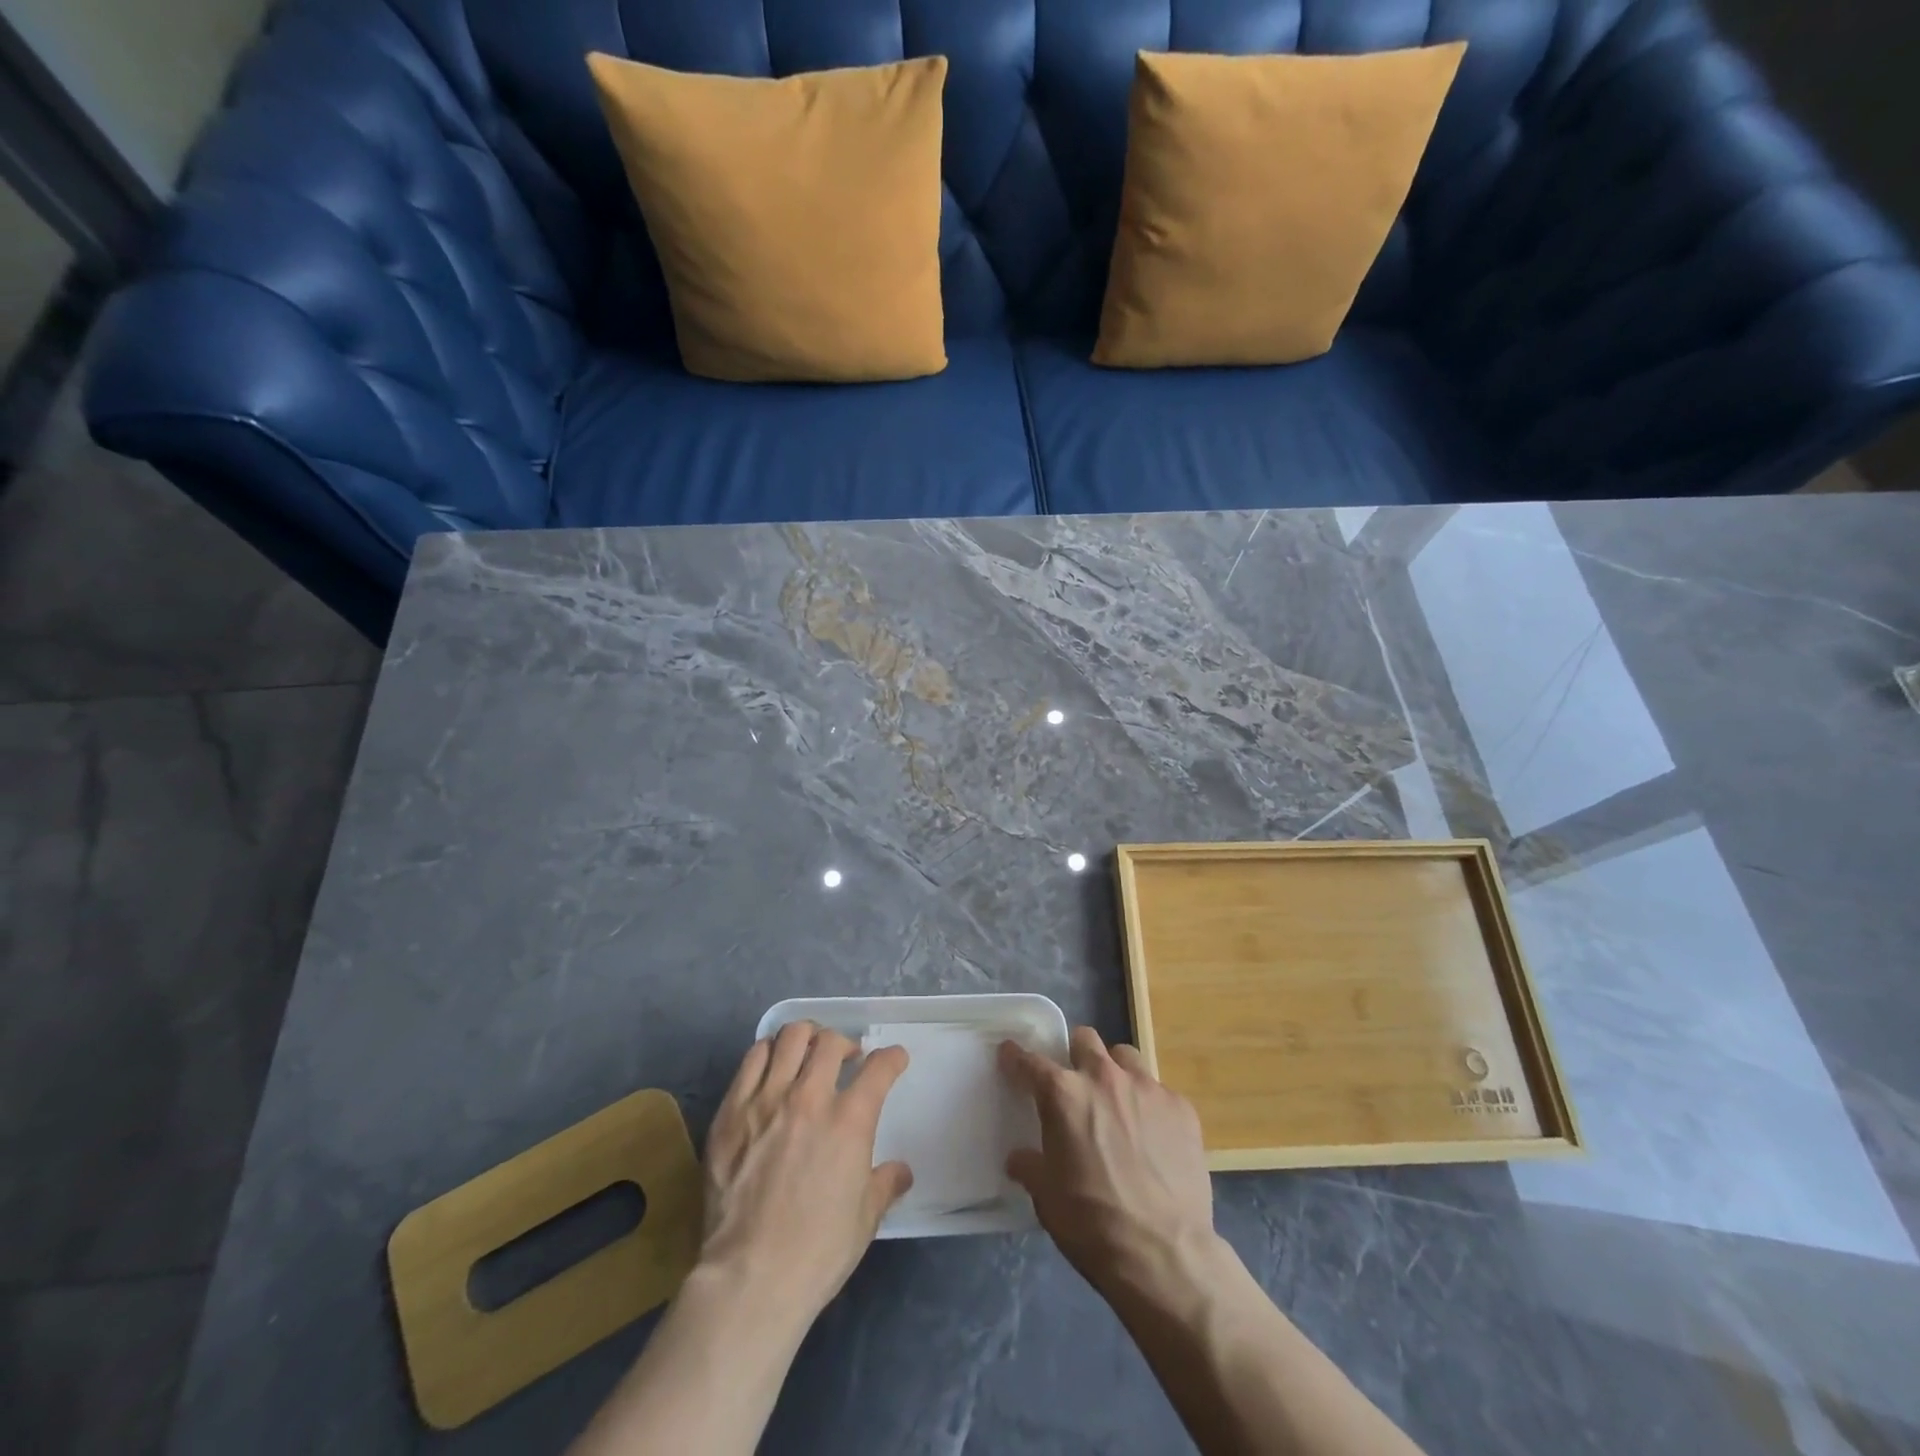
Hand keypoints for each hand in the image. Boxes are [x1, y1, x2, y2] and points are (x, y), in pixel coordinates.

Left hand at [699, 1021, 912, 1328]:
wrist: (750, 1276)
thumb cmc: (817, 1251)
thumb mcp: (865, 1218)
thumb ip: (885, 1184)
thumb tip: (901, 1171)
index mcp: (850, 1120)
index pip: (880, 1068)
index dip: (892, 1058)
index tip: (894, 1059)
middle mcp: (810, 1097)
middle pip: (831, 1041)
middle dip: (845, 1043)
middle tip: (846, 1058)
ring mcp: (766, 1099)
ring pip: (790, 1038)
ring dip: (806, 1039)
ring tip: (807, 1053)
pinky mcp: (731, 1111)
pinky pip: (752, 1060)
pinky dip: (768, 1053)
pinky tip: (772, 1067)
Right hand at [1000, 1026, 1216, 1298]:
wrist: (1164, 1255)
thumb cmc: (1092, 1224)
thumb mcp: (1047, 1197)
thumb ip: (1030, 1166)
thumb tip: (1019, 1158)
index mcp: (1064, 1095)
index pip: (1031, 1061)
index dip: (1016, 1057)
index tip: (1010, 1054)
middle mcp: (1104, 1078)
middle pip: (1085, 1040)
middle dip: (1076, 1055)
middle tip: (1076, 1083)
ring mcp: (1148, 1088)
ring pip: (1125, 1056)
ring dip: (1115, 1071)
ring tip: (1118, 1102)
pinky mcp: (1182, 1107)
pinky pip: (1159, 1091)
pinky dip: (1150, 1106)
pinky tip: (1154, 1136)